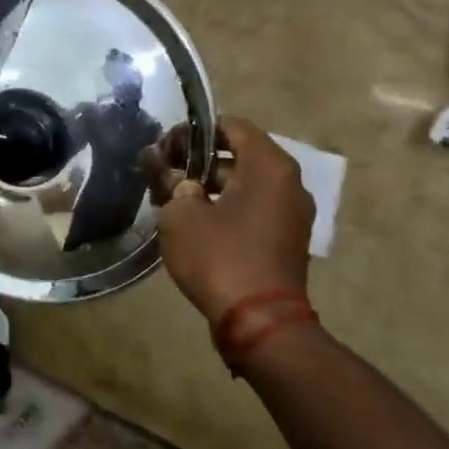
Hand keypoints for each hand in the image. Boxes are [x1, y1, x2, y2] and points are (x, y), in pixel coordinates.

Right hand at [139, 117, 315, 321]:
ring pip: (246, 184)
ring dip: (210, 187)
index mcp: (269, 165)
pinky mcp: (288, 240)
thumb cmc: (219, 256)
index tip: (164, 151)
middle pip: (239, 155)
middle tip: (163, 176)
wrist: (260, 323)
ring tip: (172, 202)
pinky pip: (254, 209)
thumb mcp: (179, 214)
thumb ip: (167, 179)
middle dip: (198, 161)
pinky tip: (195, 225)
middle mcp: (290, 182)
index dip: (193, 133)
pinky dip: (227, 208)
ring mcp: (293, 213)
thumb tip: (155, 159)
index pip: (231, 126)